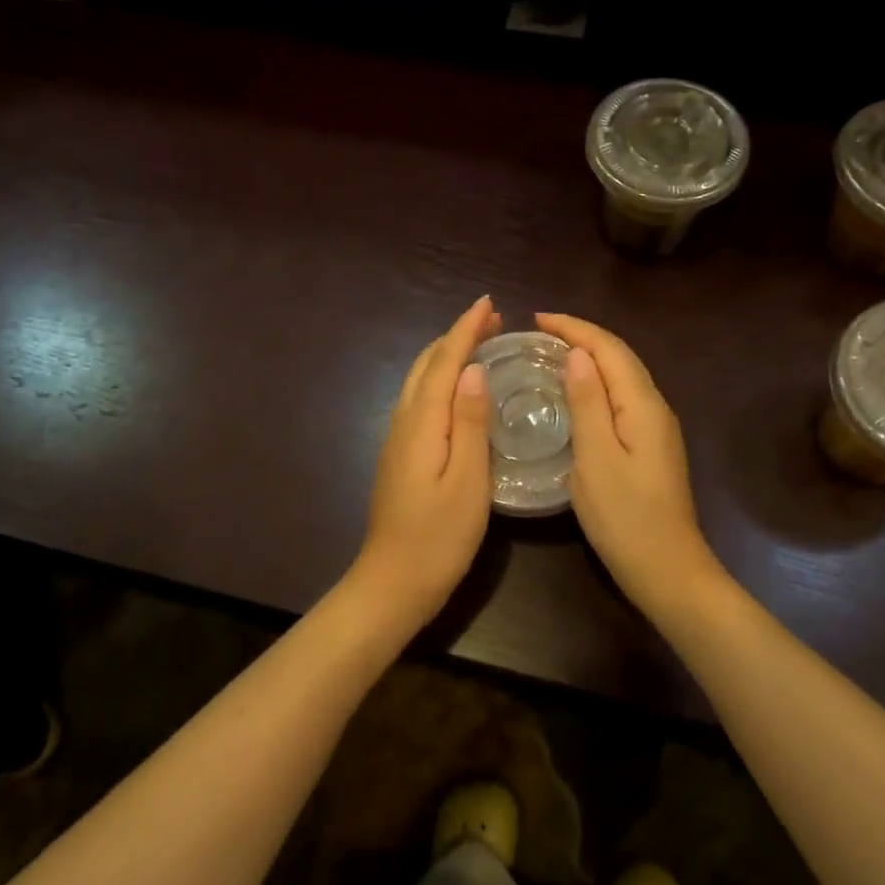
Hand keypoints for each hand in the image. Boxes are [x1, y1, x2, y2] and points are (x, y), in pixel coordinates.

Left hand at [354, 297, 499, 624]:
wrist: (393, 581)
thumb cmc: (439, 536)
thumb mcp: (468, 481)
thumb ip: (471, 423)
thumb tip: (474, 370)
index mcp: (423, 422)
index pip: (446, 362)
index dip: (466, 330)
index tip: (488, 303)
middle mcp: (405, 421)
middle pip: (428, 365)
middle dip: (456, 336)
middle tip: (491, 319)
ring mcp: (398, 438)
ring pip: (420, 380)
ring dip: (446, 355)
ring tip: (477, 343)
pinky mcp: (400, 454)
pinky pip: (419, 399)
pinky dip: (439, 379)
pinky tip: (456, 388)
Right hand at [536, 312, 716, 608]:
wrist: (667, 568)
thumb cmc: (625, 517)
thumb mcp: (596, 459)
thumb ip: (588, 404)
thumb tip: (577, 355)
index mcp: (642, 405)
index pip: (609, 349)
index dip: (575, 328)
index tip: (537, 319)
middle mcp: (654, 407)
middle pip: (620, 357)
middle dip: (582, 337)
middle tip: (540, 333)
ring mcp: (656, 427)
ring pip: (622, 376)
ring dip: (590, 358)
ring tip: (552, 354)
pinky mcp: (650, 446)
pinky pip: (622, 397)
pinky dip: (597, 383)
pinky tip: (576, 393)